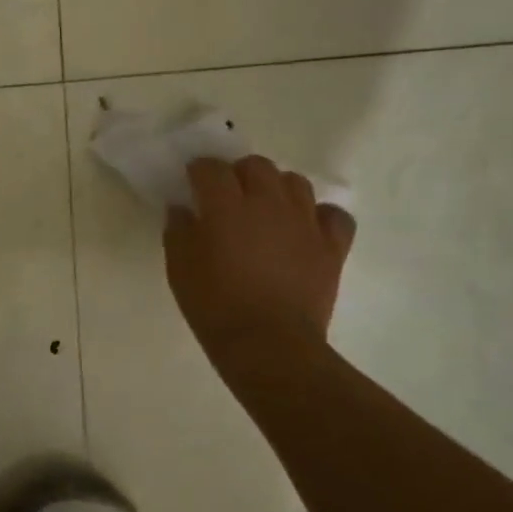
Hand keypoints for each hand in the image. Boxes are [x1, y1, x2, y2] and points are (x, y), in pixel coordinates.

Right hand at [164, 156, 355, 352]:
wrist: (269, 345)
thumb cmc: (214, 306)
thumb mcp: (179, 268)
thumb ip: (178, 230)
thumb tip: (183, 209)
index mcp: (226, 206)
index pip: (211, 168)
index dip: (199, 171)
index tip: (192, 182)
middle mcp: (267, 203)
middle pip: (256, 165)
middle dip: (239, 173)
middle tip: (228, 196)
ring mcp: (304, 223)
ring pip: (295, 182)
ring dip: (277, 188)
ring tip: (266, 209)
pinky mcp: (332, 246)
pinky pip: (334, 215)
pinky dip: (320, 215)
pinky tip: (305, 228)